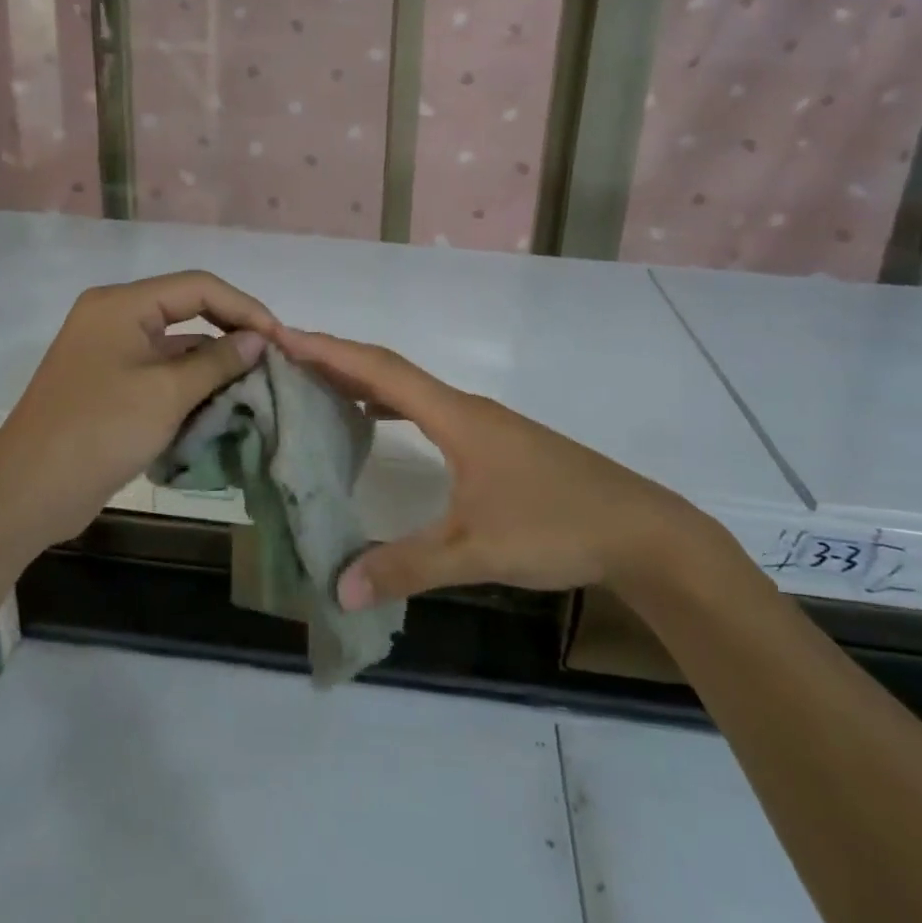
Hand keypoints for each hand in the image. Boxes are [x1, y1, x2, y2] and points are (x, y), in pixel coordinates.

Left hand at [0, 272, 278, 549]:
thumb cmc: (100, 431)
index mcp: (122, 305)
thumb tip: (258, 340)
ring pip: (177, 345)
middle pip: (188, 310)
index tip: (279, 338)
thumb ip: (218, 361)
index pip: (199, 287)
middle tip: (271, 359)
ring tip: (256, 383)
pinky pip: (161, 372)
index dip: (244, 308)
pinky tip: (222, 403)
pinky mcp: (111, 385)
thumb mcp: (167, 393)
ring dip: (214, 362)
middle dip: (231, 333)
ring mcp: (111, 353)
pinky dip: (192, 384)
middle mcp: (115, 318)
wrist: (29, 492)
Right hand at [278, 328, 710, 608]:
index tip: (282, 336)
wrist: (639, 530)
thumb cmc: (556, 526)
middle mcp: (465, 409)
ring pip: (411, 390)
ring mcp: (484, 424)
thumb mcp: (476, 551)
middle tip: (285, 357)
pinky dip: (392, 405)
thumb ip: (406, 567)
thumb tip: (338, 586)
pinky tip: (378, 422)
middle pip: (391, 370)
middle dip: (337, 359)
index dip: (329, 351)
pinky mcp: (496, 444)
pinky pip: (428, 410)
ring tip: (318, 383)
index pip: (380, 371)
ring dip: (364, 380)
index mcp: (455, 416)